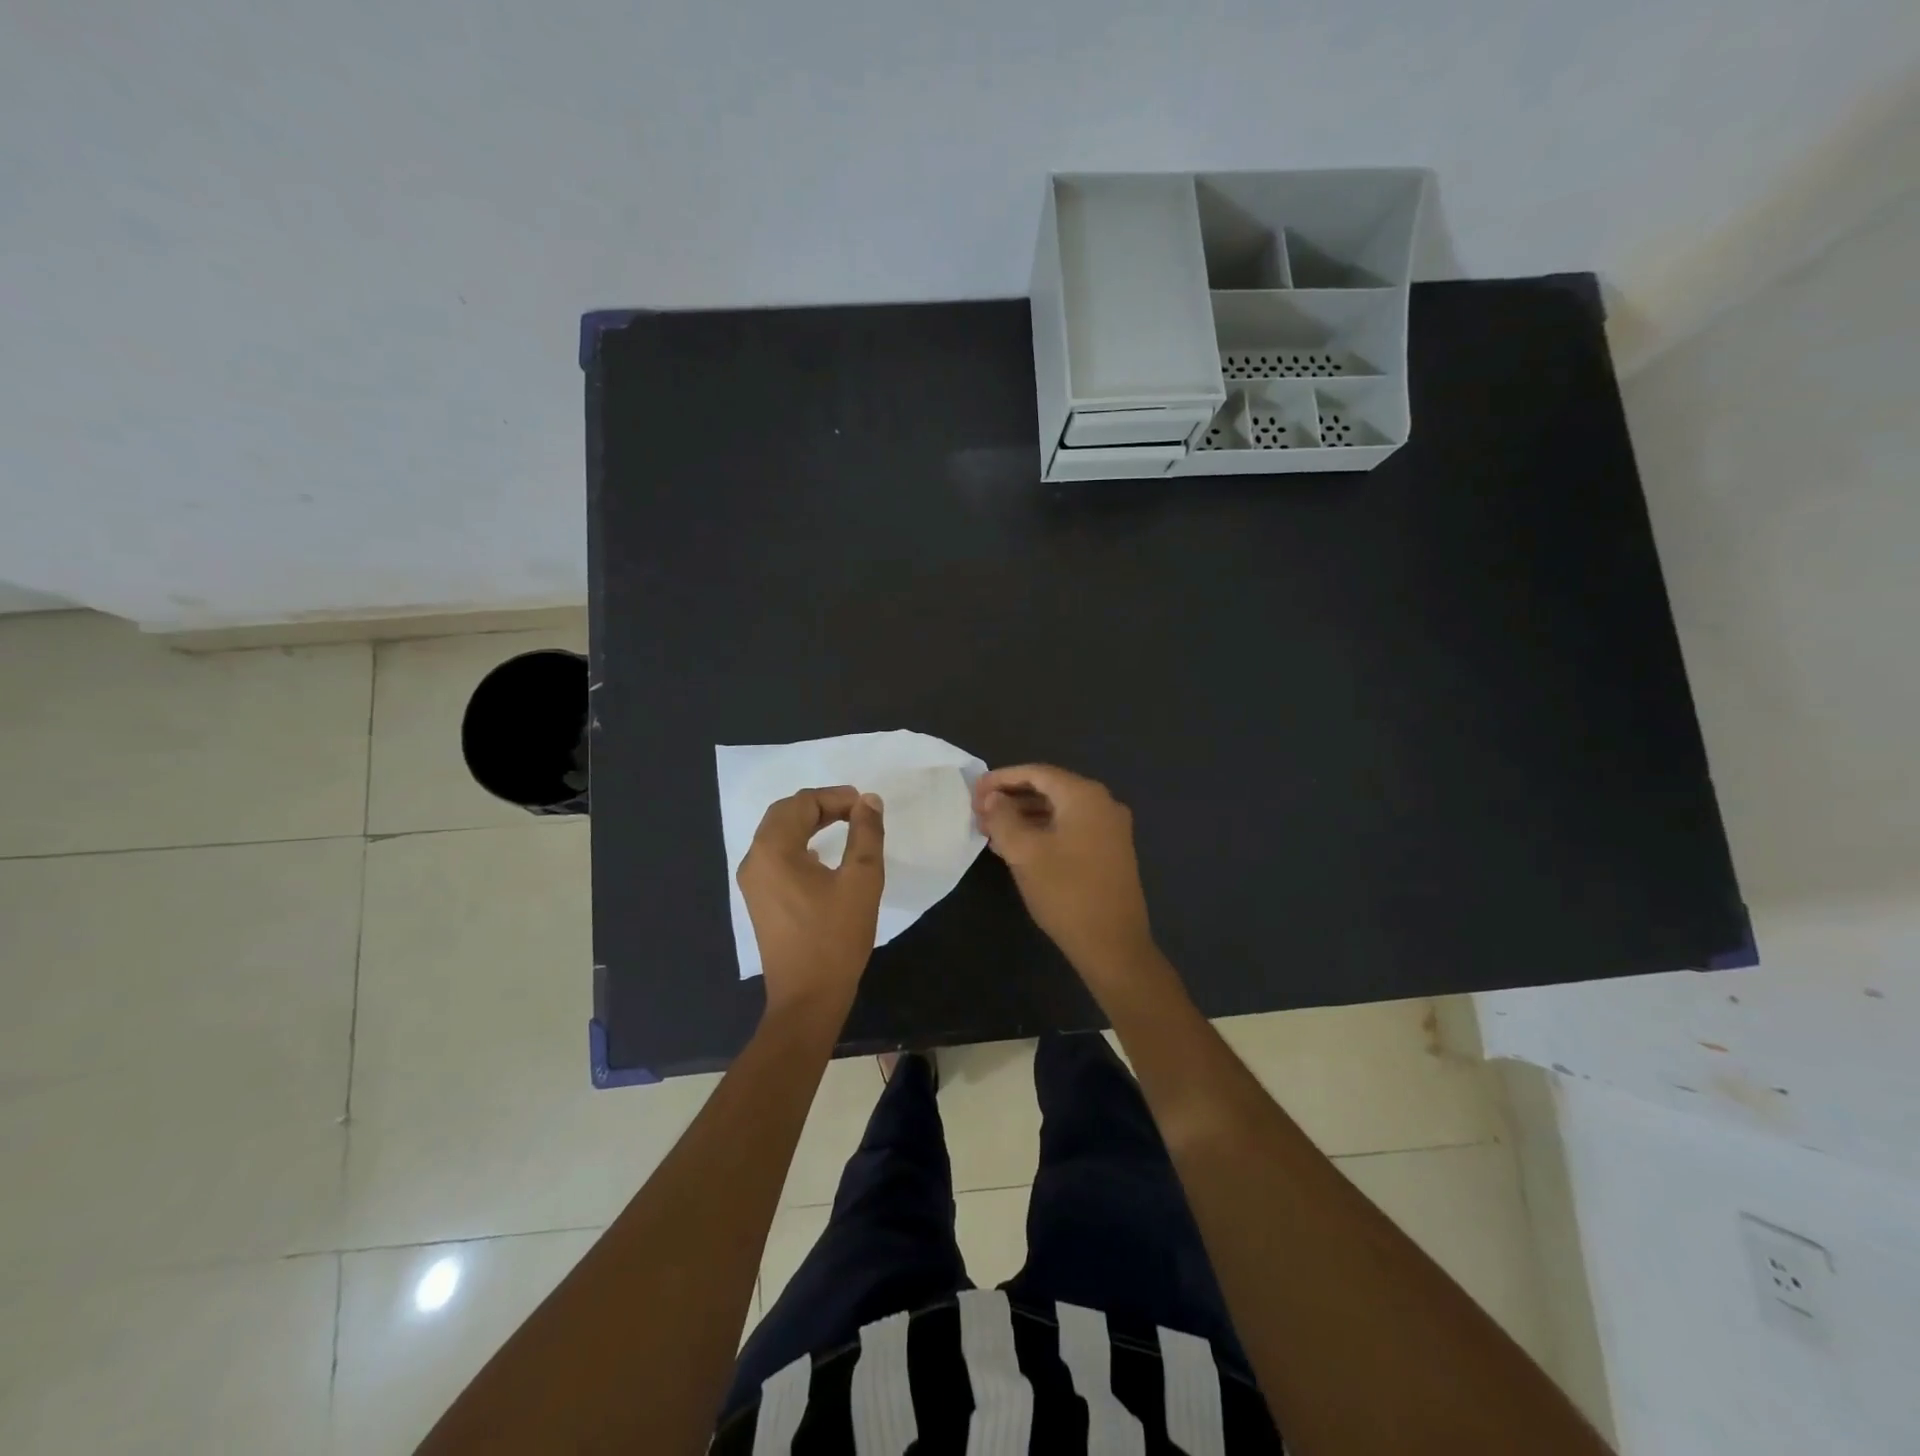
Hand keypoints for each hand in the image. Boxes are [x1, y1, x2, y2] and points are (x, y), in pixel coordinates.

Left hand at [738, 787, 885, 1022]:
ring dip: (809, 823)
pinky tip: (820, 854)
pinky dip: (799, 843)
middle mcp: (754, 859)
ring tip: (844, 825)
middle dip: (821, 805)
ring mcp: (752, 882)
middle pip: (784, 814)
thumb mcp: (862, 879)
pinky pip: (776, 856)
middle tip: (856, 811)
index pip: (802, 803)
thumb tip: (869, 801)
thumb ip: (866, 833)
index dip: (836, 797)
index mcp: (773, 849)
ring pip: (778, 834)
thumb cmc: (836, 937)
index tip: (866, 806)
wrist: (808, 998)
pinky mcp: (759, 899)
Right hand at [972, 764, 1155, 978]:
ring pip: (1059, 810)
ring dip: (1024, 816)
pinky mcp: (1110, 851)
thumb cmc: (1066, 893)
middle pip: (1049, 789)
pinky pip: (1070, 828)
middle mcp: (1103, 803)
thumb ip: (1003, 818)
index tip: (973, 792)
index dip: (1001, 779)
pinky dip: (1043, 831)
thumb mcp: (1024, 852)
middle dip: (1011, 798)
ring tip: (991, 831)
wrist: (1113, 945)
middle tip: (979, 812)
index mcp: (1084, 796)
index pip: (1036, 773)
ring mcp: (1110, 828)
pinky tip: (1017, 847)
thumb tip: (992, 798)